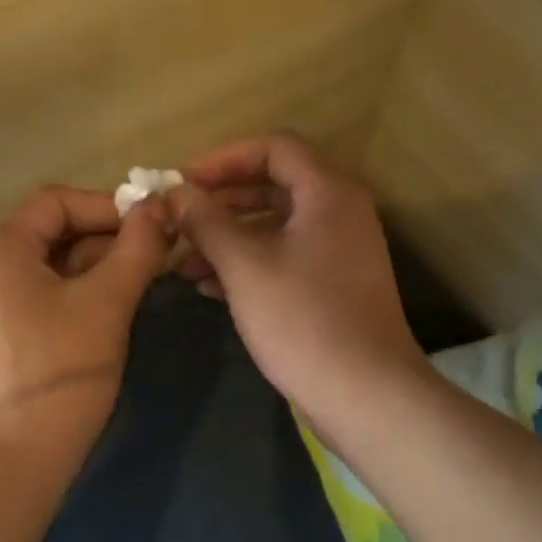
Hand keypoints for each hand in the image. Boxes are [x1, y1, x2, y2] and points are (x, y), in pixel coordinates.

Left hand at [0, 187, 170, 467]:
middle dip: (105, 238)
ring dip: (95, 267)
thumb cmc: (61, 374)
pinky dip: (75, 293)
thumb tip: (160, 205)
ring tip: (137, 286)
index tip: (149, 226)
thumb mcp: (108, 303)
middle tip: (153, 257)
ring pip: (47, 266)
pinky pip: (38, 295)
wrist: (12, 465)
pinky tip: (107, 314)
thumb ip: (137, 247)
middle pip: (51, 232)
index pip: (55, 202)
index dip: (106, 206)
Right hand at [168, 135, 429, 428]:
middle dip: (221, 200)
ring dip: (228, 235)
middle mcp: (339, 210)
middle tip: (178, 218)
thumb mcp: (244, 265)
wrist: (366, 394)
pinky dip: (248, 261)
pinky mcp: (333, 283)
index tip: (184, 181)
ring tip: (182, 261)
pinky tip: (208, 286)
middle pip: (273, 183)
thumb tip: (175, 192)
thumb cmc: (303, 319)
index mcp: (327, 192)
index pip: (274, 147)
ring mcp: (339, 248)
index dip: (224, 158)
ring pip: (275, 223)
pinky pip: (285, 254)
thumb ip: (206, 221)